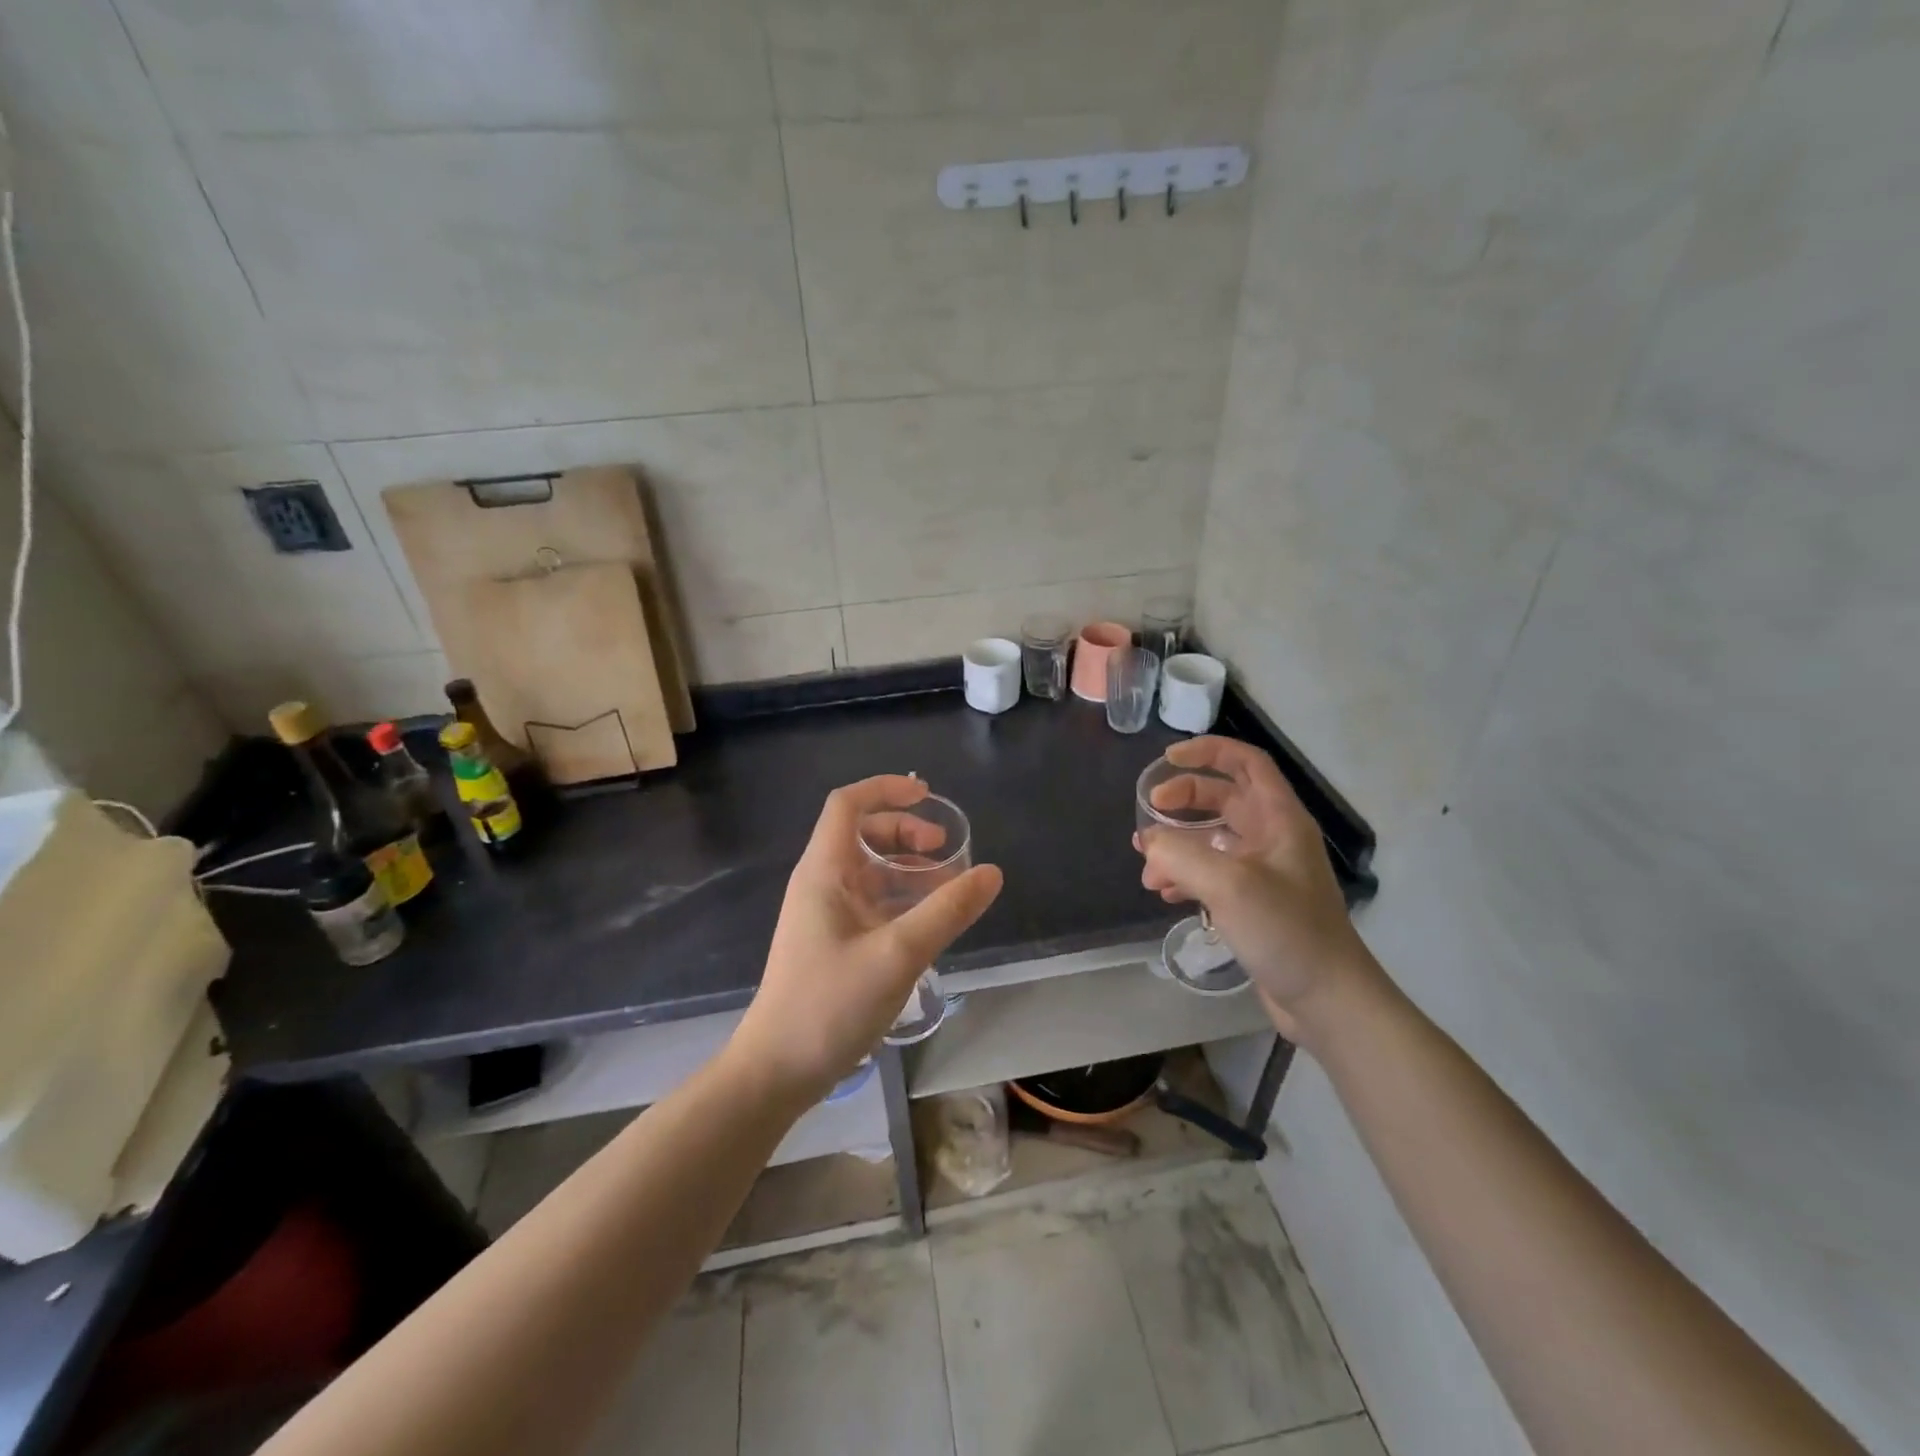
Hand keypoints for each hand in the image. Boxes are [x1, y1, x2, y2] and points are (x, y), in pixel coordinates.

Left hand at [732, 776, 1002, 1102]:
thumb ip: (947, 911)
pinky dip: (902, 901)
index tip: (928, 796)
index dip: (886, 789)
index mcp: (824, 871)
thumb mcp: (898, 953)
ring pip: (870, 872)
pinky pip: (872, 904)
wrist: (777, 1070)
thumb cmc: (830, 1004)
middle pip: (863, 835)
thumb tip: (991, 872)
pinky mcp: (833, 943)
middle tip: (946, 851)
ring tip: (949, 888)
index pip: (848, 804)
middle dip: (906, 833)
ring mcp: (826, 915)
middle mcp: (821, 884)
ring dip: (908, 870)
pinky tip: (930, 923)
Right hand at [1136, 737, 1377, 1041]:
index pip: (1246, 763)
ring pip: (1213, 839)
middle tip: (1147, 814)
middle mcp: (1273, 838)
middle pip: (1223, 798)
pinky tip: (1164, 894)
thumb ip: (1180, 854)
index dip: (1207, 751)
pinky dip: (1186, 876)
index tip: (1166, 759)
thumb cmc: (1285, 931)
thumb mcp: (1228, 884)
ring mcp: (1265, 872)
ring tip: (1147, 867)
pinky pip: (1213, 874)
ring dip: (1178, 845)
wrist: (1327, 1000)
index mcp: (1279, 819)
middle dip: (1182, 800)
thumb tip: (1148, 842)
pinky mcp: (1255, 903)